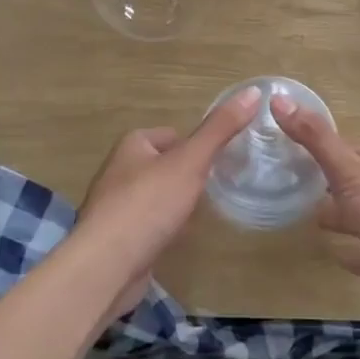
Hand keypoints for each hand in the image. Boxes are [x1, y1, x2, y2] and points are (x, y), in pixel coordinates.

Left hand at [75, 85, 261, 320]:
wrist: (107, 266)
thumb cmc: (148, 205)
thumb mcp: (190, 161)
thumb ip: (220, 129)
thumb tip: (253, 91)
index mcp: (132, 145)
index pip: (172, 135)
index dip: (196, 147)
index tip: (220, 162)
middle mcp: (119, 171)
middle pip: (164, 165)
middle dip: (187, 177)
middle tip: (215, 189)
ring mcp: (115, 206)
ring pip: (156, 196)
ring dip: (176, 204)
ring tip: (200, 215)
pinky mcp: (117, 239)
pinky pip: (148, 225)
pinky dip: (164, 229)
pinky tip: (177, 239)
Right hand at [272, 96, 359, 324]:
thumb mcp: (351, 172)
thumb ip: (316, 140)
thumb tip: (279, 99)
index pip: (347, 149)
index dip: (319, 151)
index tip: (286, 155)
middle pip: (354, 182)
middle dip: (327, 186)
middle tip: (288, 189)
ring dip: (339, 218)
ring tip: (307, 221)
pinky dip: (354, 253)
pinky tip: (335, 256)